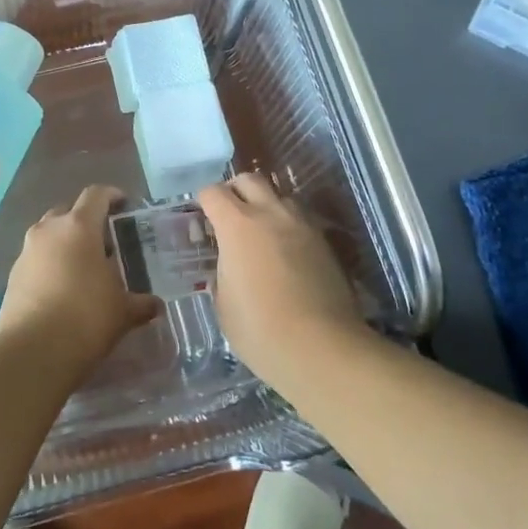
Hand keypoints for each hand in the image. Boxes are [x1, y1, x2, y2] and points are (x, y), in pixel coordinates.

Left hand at [0, 185, 160, 366]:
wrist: (33, 351)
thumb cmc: (86, 319)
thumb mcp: (123, 312)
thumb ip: (140, 303)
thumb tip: (155, 305)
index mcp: (78, 227)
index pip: (96, 195)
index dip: (111, 195)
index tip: (124, 204)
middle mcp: (48, 230)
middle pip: (68, 212)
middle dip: (85, 221)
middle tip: (104, 242)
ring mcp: (26, 252)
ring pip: (48, 235)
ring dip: (65, 243)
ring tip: (83, 267)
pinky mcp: (12, 276)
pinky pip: (36, 259)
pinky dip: (50, 265)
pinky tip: (62, 289)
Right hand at [198, 174, 365, 381]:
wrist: (322, 348)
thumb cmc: (260, 329)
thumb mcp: (223, 303)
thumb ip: (222, 273)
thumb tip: (229, 267)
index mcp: (237, 225)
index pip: (213, 192)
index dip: (204, 202)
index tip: (202, 220)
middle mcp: (271, 214)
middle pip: (250, 180)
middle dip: (235, 191)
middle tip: (229, 215)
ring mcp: (303, 226)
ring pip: (280, 196)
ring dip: (266, 205)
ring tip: (260, 233)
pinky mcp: (325, 243)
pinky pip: (301, 220)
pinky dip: (288, 227)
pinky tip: (285, 253)